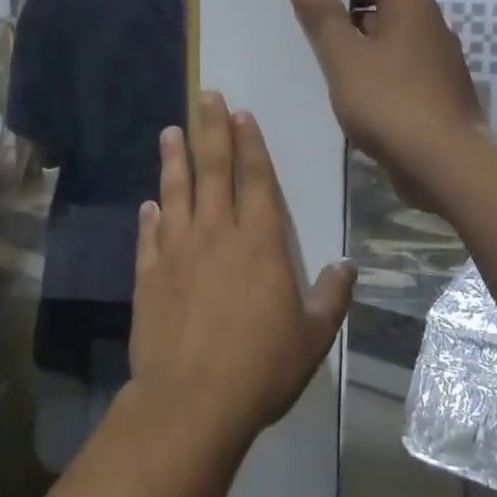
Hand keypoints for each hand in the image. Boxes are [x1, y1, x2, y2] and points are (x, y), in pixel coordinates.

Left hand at [130, 92, 355, 446]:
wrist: (192, 399)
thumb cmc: (260, 368)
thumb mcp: (312, 336)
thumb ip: (331, 296)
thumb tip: (347, 266)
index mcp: (259, 242)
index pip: (256, 179)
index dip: (250, 144)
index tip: (241, 114)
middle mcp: (215, 234)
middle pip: (213, 170)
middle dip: (211, 129)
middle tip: (206, 96)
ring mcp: (176, 250)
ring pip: (176, 192)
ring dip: (174, 159)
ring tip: (171, 130)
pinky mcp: (148, 273)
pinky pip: (150, 235)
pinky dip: (151, 216)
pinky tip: (149, 203)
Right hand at [290, 0, 486, 215]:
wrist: (444, 162)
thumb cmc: (388, 101)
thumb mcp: (343, 58)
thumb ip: (323, 19)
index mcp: (412, 8)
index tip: (317, 13)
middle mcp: (433, 27)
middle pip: (386, 10)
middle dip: (351, 24)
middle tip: (318, 46)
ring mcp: (442, 63)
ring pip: (395, 46)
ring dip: (366, 55)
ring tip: (335, 77)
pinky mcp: (442, 95)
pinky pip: (405, 75)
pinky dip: (382, 81)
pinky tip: (362, 104)